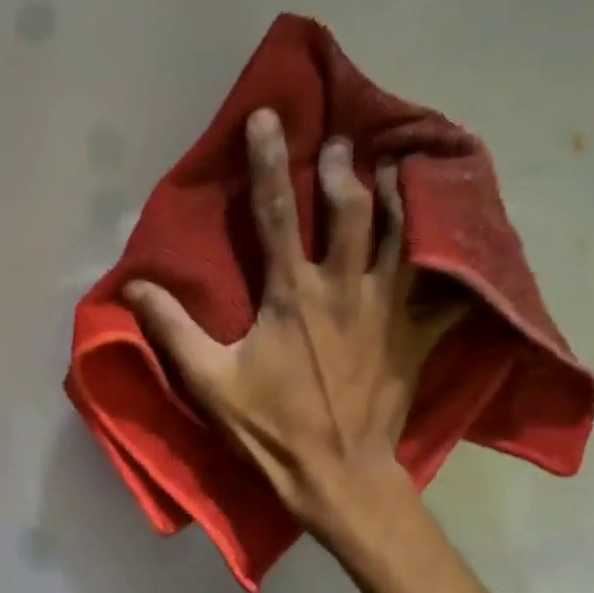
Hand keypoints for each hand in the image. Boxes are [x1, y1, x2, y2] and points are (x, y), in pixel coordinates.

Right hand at [125, 109, 458, 548]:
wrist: (337, 475)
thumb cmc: (268, 428)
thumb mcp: (207, 381)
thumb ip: (171, 329)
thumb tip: (133, 287)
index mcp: (290, 294)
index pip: (275, 213)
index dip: (269, 161)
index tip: (267, 117)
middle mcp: (344, 288)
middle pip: (350, 209)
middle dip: (342, 167)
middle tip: (340, 140)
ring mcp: (388, 309)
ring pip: (403, 233)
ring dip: (400, 193)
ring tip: (400, 163)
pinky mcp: (416, 335)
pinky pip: (447, 286)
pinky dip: (455, 257)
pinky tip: (460, 238)